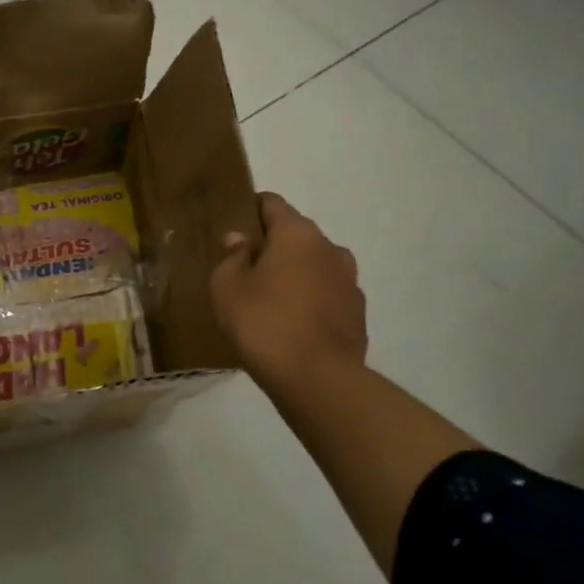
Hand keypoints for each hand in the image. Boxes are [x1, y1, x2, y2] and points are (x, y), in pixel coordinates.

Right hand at [210, 191, 367, 397]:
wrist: (317, 380)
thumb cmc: (263, 323)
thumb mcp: (227, 287)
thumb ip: (232, 257)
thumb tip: (240, 240)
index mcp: (297, 233)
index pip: (272, 203)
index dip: (250, 209)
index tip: (233, 225)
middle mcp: (329, 248)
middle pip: (295, 234)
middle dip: (272, 245)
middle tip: (245, 268)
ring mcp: (349, 281)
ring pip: (314, 265)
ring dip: (294, 273)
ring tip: (269, 298)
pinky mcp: (357, 313)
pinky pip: (326, 294)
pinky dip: (310, 300)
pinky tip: (291, 323)